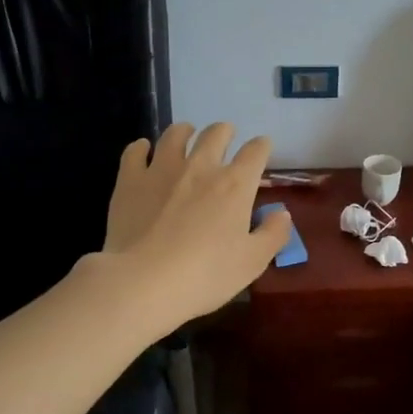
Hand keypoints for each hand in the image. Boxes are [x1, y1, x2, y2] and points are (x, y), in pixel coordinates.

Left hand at [93, 122, 292, 333]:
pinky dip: (141, 148)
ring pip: (175, 135)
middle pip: (216, 134)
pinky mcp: (130, 181)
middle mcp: (200, 167)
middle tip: (225, 137)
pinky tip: (142, 150)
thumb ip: (273, 234)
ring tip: (186, 134)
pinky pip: (135, 152)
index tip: (262, 148)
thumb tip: (282, 213)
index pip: (255, 152)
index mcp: (235, 184)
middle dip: (225, 132)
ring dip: (185, 131)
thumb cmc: (207, 274)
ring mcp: (162, 170)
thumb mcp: (253, 261)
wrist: (145, 282)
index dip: (262, 146)